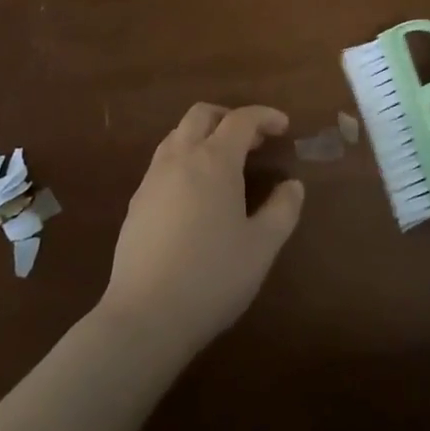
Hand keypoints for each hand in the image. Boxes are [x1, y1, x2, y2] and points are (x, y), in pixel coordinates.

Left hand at [99, 104, 304, 361]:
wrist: (146, 314)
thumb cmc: (212, 277)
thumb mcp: (261, 247)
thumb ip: (282, 210)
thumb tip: (292, 185)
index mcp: (214, 161)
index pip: (241, 120)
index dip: (264, 116)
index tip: (283, 126)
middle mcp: (180, 158)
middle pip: (201, 115)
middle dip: (229, 117)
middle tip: (253, 140)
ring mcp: (152, 178)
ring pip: (177, 135)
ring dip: (204, 135)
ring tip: (225, 162)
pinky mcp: (136, 202)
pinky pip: (163, 161)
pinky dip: (185, 158)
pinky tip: (195, 192)